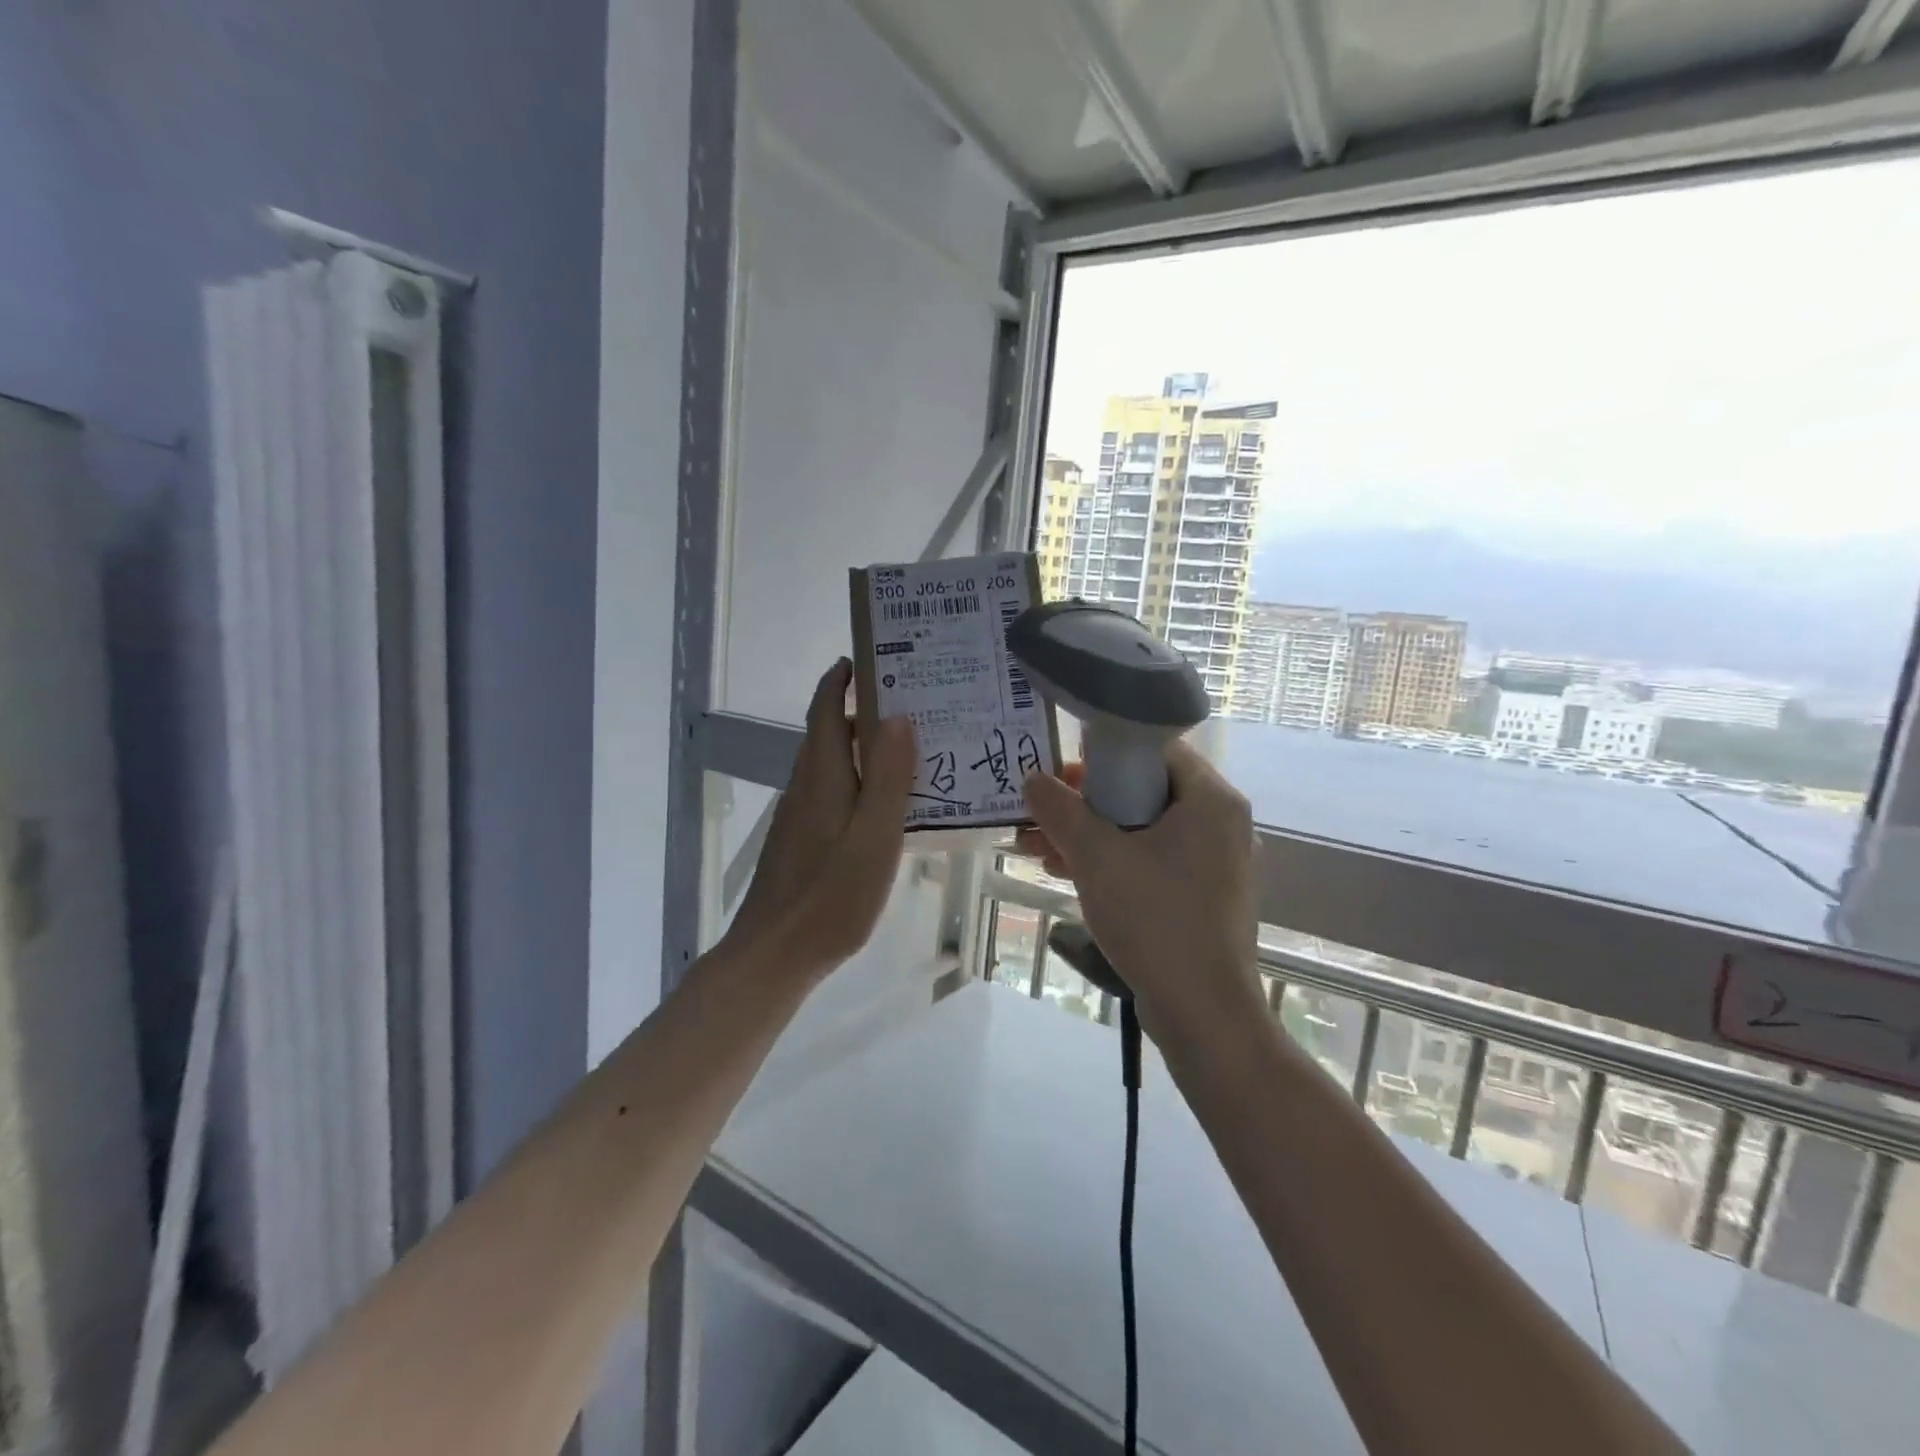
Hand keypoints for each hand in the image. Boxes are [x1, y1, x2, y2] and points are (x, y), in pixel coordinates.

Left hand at [724, 659, 916, 981]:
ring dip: (859, 749)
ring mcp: (798, 818)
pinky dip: (854, 782)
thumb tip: (897, 717)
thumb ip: (887, 777)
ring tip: (905, 752)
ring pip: (829, 767)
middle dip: (858, 712)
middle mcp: (804, 788)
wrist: (774, 954)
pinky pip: (830, 795)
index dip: (839, 680)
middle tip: (909, 706)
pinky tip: (882, 807)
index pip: (824, 710)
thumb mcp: (874, 834)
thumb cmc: (831, 895)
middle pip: (826, 735)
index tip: (865, 659)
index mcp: (821, 776)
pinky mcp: (800, 844)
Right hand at [1017, 741, 1259, 1030]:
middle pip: (1144, 790)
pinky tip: (1065, 873)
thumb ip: (1061, 810)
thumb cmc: (1155, 919)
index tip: (1060, 774)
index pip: (1154, 749)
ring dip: (1090, 834)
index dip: (1102, 755)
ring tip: (1037, 847)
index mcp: (1211, 799)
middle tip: (1042, 812)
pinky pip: (1152, 860)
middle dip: (1085, 802)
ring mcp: (1215, 862)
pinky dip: (1112, 861)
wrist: (1203, 1013)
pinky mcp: (1203, 895)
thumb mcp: (1097, 858)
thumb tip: (1032, 779)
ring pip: (1143, 829)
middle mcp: (1221, 823)